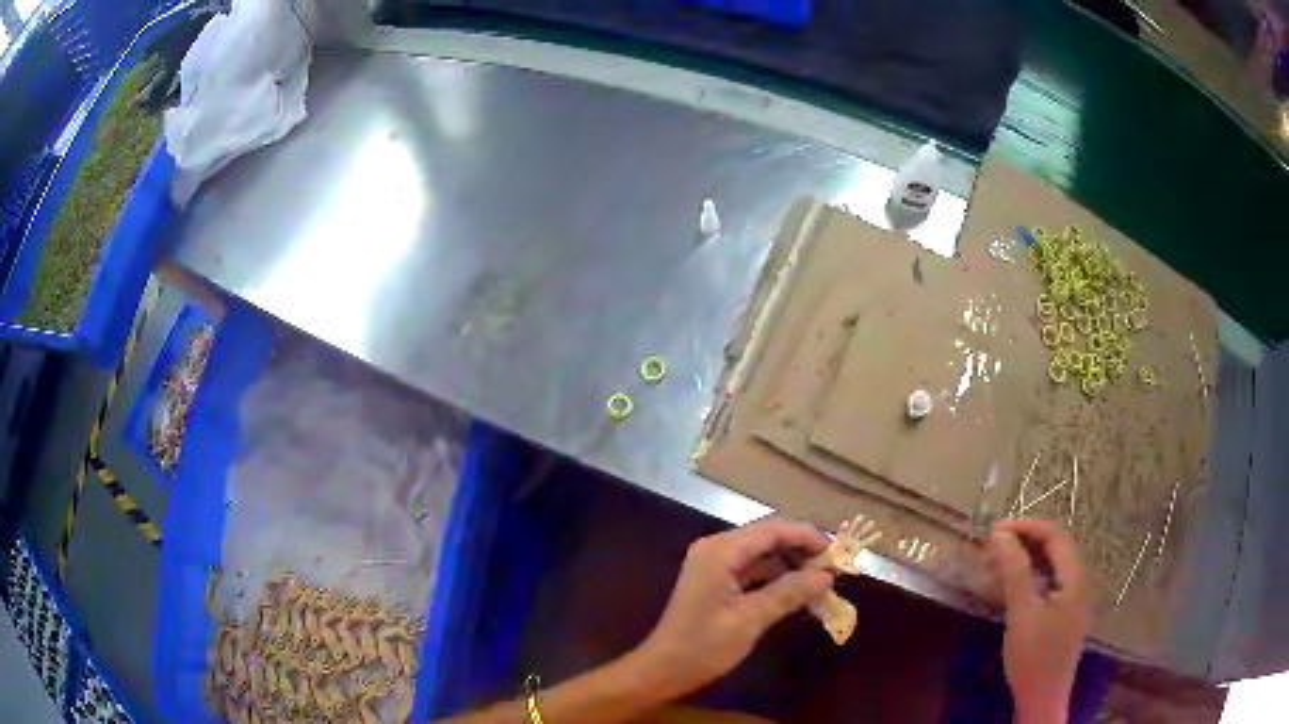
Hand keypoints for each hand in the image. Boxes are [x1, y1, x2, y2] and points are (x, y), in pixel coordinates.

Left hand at [632, 518, 834, 698]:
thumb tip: (826, 575)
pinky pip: (751, 569)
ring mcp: (713, 564)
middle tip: (833, 566)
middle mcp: (716, 549)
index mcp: (720, 551)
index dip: (806, 536)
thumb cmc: (703, 645)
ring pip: (761, 553)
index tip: (837, 551)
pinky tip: (796, 589)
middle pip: (766, 537)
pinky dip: (775, 576)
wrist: (662, 670)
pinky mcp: (715, 581)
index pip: (772, 530)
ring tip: (821, 578)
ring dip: (790, 563)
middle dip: (800, 549)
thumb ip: (789, 592)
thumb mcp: (750, 619)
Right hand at [987, 519, 1088, 723]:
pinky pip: (1047, 583)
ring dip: (1025, 559)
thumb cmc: (1034, 656)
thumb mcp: (1022, 613)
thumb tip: (1000, 535)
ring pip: (1050, 566)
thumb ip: (1015, 572)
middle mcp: (1077, 582)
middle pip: (1054, 548)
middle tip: (992, 546)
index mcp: (1074, 577)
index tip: (994, 531)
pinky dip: (1028, 577)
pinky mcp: (1061, 615)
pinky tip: (1010, 587)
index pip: (1054, 535)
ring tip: (996, 563)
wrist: (1042, 699)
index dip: (1026, 527)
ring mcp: (1071, 599)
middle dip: (1024, 541)